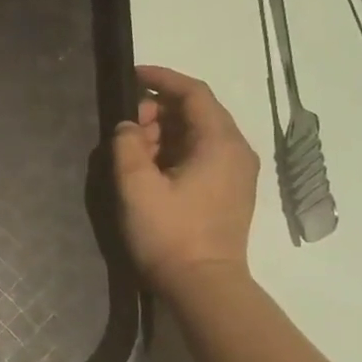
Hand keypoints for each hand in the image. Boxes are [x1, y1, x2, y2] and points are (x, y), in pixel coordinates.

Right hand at [113, 65, 258, 294]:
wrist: (203, 286)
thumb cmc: (170, 233)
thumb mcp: (136, 186)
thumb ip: (127, 146)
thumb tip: (127, 127)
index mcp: (220, 143)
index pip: (194, 93)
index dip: (162, 78)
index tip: (132, 74)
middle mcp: (236, 151)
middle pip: (196, 112)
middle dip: (157, 111)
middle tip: (125, 130)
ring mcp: (235, 173)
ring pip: (196, 134)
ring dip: (162, 133)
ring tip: (132, 152)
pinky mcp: (228, 192)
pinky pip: (200, 155)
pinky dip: (173, 151)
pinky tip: (149, 169)